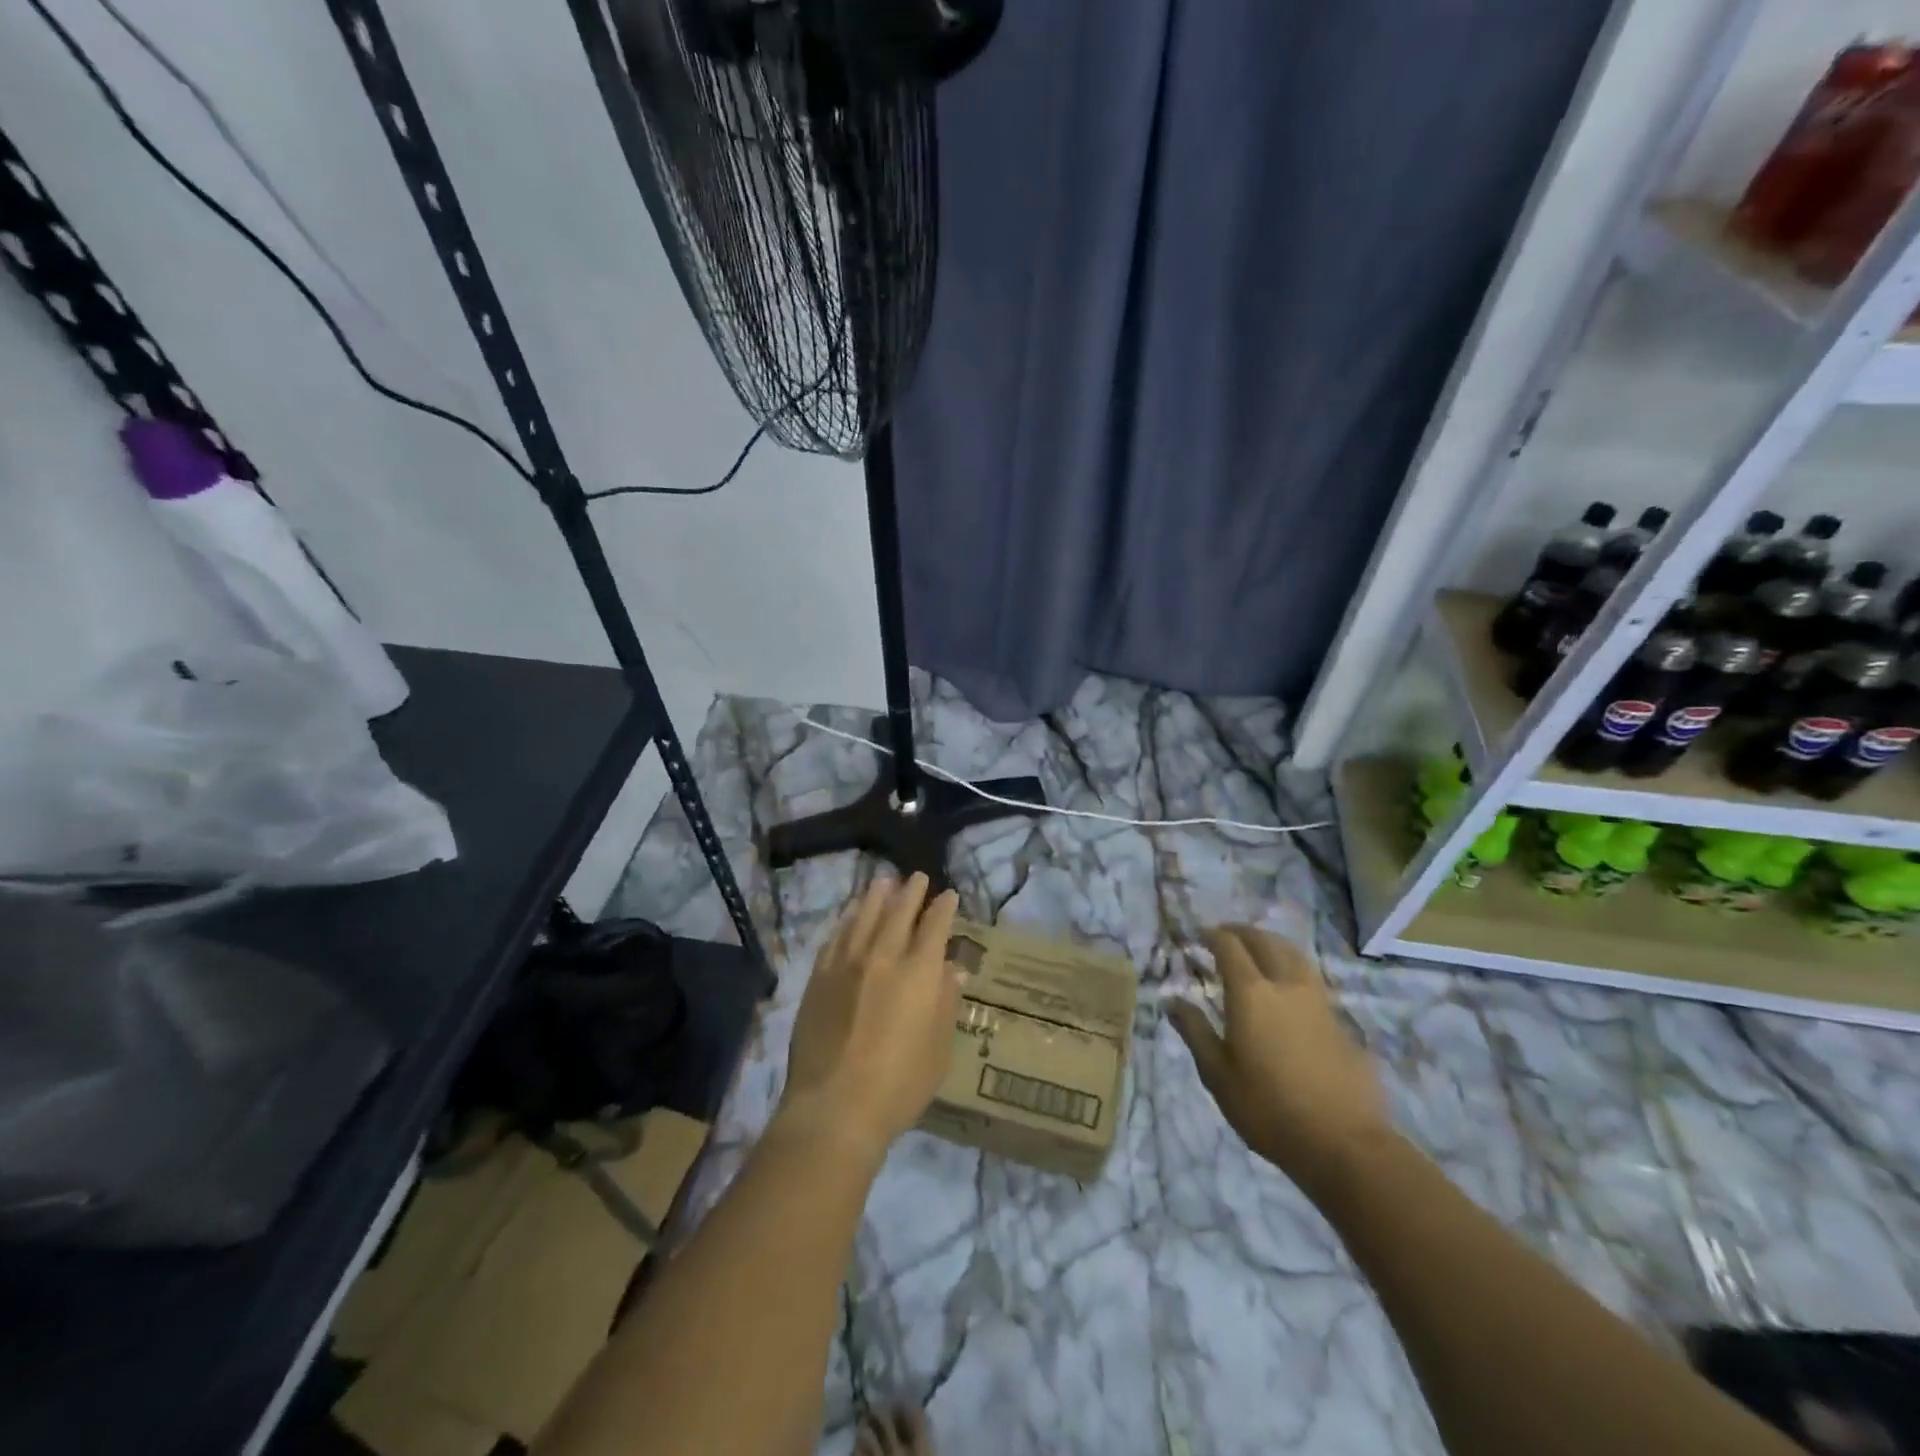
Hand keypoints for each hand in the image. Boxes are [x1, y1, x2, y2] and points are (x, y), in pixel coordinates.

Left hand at [778, 873, 962, 1165]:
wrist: (835, 1107)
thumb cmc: (899, 1085)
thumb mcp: (938, 1048)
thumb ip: (946, 1003)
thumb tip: (952, 969)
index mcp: (919, 972)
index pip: (934, 926)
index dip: (943, 908)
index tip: (948, 895)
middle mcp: (883, 957)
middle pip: (898, 913)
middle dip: (911, 892)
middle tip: (917, 878)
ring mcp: (846, 965)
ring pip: (864, 917)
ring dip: (876, 897)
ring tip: (883, 882)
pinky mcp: (819, 978)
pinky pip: (835, 938)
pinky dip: (847, 922)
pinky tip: (850, 917)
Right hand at [1168, 925, 1391, 1198]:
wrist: (1344, 1143)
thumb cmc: (1269, 1109)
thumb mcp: (1218, 1075)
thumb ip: (1195, 1032)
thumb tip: (1173, 1002)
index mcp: (1251, 993)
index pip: (1229, 946)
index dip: (1212, 935)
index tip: (1198, 934)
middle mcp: (1285, 985)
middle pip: (1264, 941)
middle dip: (1242, 932)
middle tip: (1225, 934)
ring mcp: (1318, 1001)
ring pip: (1294, 954)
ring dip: (1272, 943)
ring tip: (1258, 949)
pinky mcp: (1340, 1021)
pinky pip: (1311, 979)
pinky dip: (1293, 970)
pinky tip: (1287, 989)